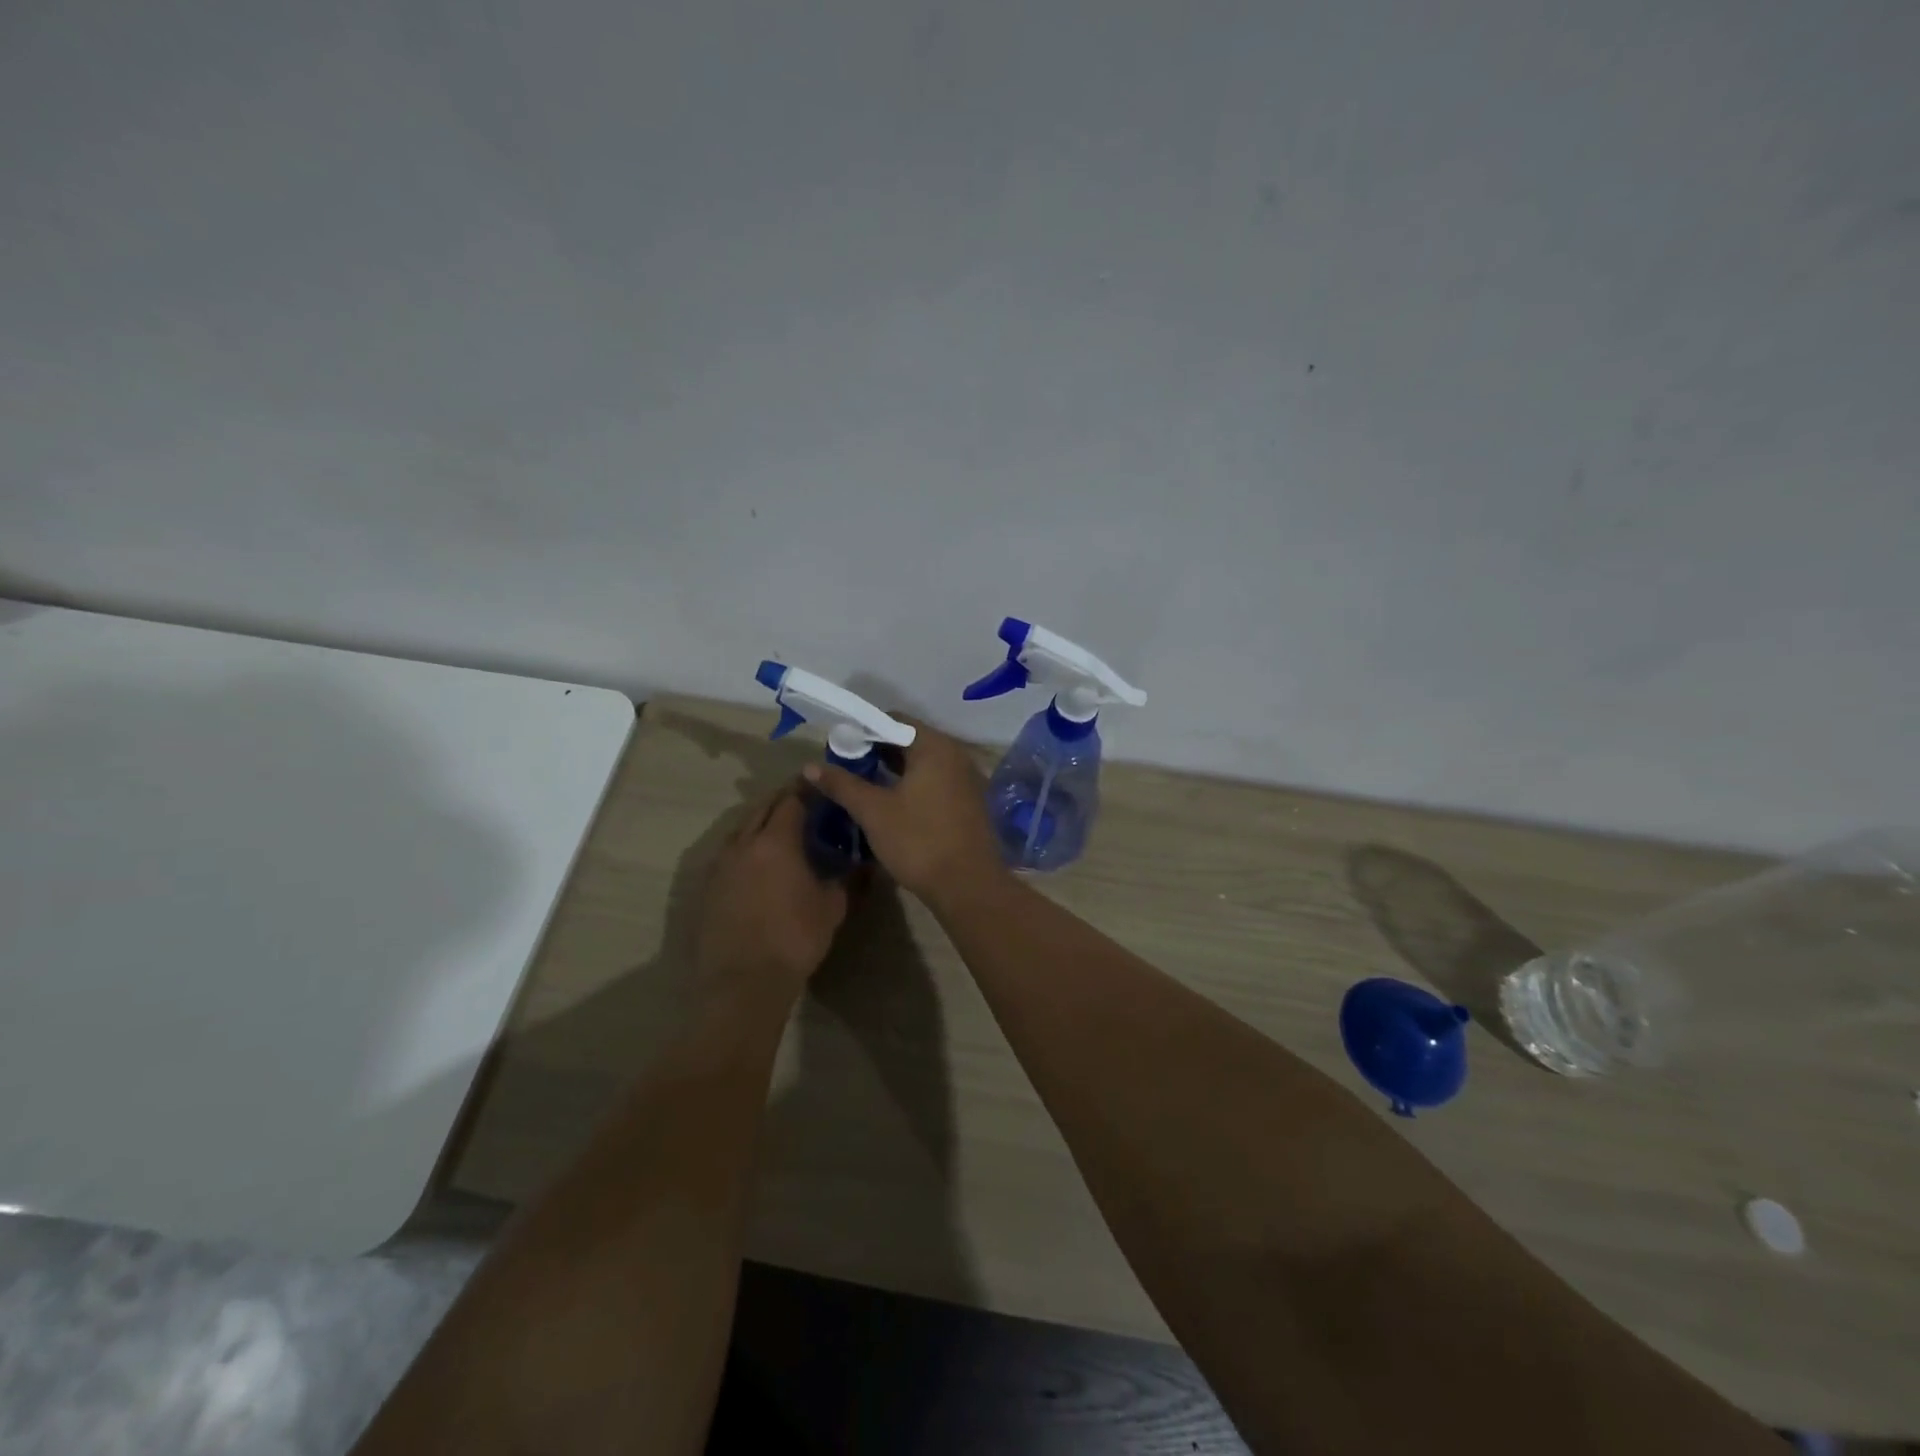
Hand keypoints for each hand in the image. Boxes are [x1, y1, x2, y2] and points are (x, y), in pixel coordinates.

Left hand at [694, 785, 849, 995]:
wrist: (743, 982)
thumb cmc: (794, 939)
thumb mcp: (832, 908)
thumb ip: (847, 879)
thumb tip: (862, 863)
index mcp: (777, 840)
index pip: (792, 800)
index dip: (807, 789)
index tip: (821, 785)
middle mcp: (744, 843)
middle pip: (762, 807)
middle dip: (783, 799)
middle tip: (804, 801)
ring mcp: (721, 864)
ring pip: (741, 828)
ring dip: (761, 820)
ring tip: (780, 828)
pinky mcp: (708, 886)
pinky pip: (729, 852)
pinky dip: (746, 845)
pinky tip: (757, 860)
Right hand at [803, 721, 1002, 902]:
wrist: (968, 885)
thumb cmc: (918, 841)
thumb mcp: (873, 811)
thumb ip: (842, 784)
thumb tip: (810, 766)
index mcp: (934, 746)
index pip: (894, 721)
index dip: (864, 731)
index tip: (839, 748)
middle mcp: (955, 754)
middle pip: (910, 740)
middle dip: (877, 751)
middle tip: (846, 768)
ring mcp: (966, 778)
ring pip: (923, 763)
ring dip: (894, 769)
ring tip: (863, 785)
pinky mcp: (969, 801)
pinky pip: (936, 780)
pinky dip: (913, 784)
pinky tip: (892, 803)